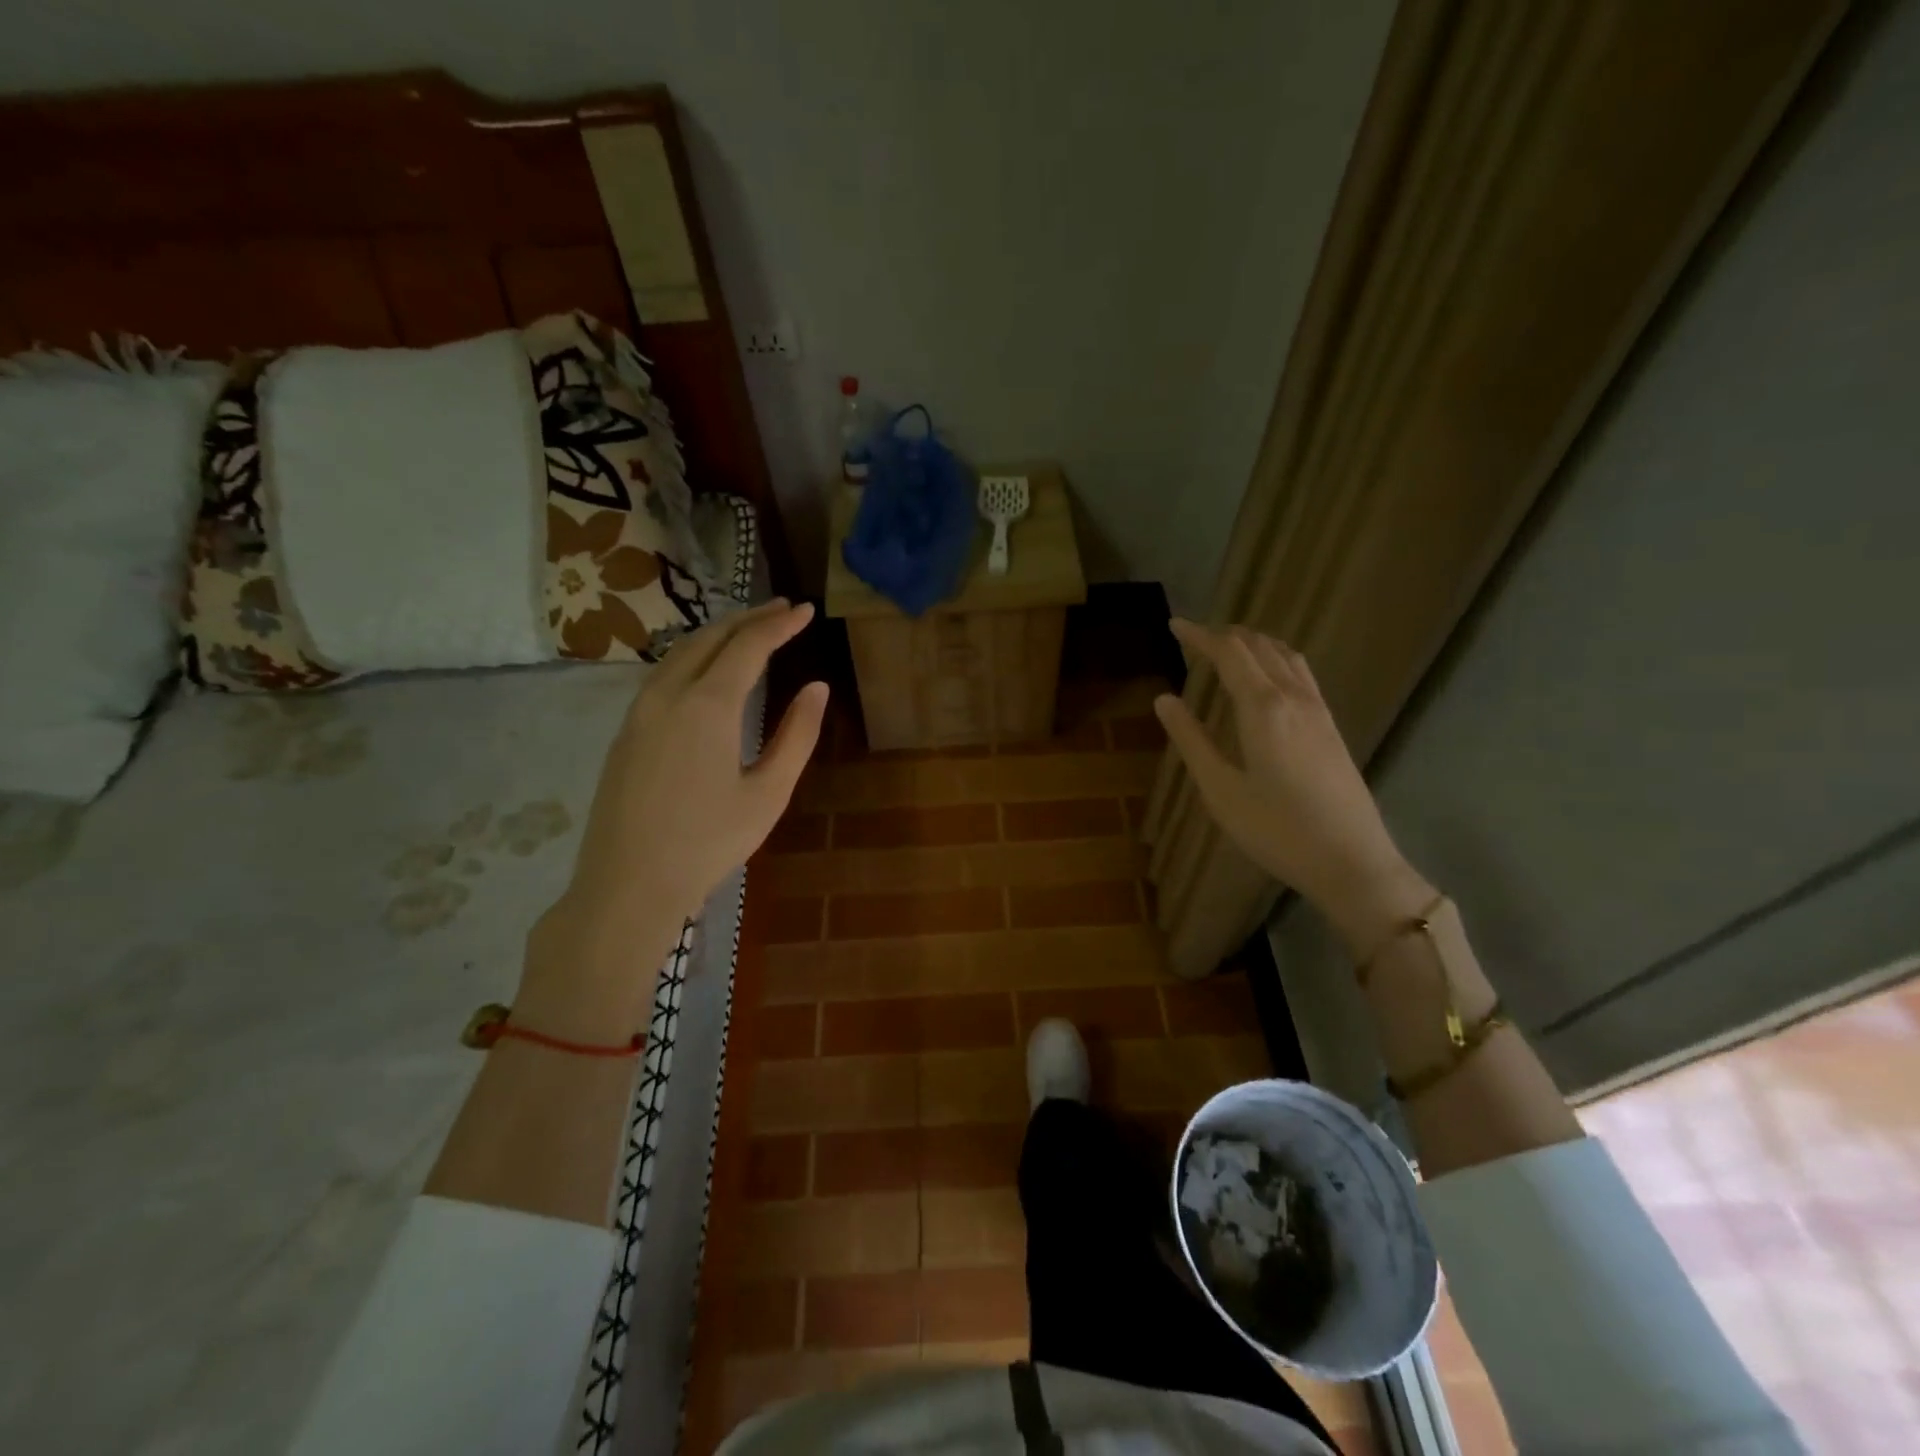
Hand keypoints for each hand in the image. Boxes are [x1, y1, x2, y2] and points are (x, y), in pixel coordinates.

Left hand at [520, 600, 827, 1036]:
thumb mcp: (769, 793)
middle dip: (749, 618)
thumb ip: (797, 736)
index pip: (748, 645)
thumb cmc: (708, 843)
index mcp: (708, 706)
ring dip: (718, 634)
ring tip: (749, 630)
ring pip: (680, 652)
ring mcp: (639, 711)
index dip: (779, 624)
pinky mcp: (625, 731)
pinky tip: (708, 670)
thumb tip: (817, 688)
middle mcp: (668, 694)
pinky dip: (694, 656)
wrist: (627, 884)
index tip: (806, 610)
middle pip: (710, 637)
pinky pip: (663, 674)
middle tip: (783, 609)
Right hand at [1154, 619, 1431, 953]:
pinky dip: (1276, 659)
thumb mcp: (1221, 790)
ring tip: (1228, 647)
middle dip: (1225, 635)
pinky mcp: (1331, 727)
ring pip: (1286, 656)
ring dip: (1254, 643)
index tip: (1174, 625)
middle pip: (1259, 647)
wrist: (1352, 862)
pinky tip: (1268, 678)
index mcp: (1263, 708)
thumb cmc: (1277, 830)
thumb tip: (1164, 699)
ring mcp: (1318, 711)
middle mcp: (1294, 698)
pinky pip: (1301, 674)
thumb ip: (1191, 740)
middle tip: (1194, 637)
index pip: (1229, 653)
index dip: (1200, 636)